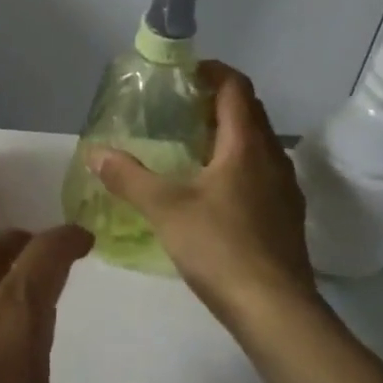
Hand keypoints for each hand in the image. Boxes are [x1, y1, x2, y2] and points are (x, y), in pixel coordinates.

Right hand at [92, 62, 314, 324]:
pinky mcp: (286, 217)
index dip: (212, 72)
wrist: (276, 310)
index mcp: (246, 145)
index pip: (236, 87)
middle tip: (178, 108)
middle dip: (216, 102)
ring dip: (228, 135)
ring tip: (190, 146)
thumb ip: (128, 177)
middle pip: (249, 112)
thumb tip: (95, 152)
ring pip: (257, 144)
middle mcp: (272, 158)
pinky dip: (237, 165)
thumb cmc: (220, 247)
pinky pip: (261, 173)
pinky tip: (212, 191)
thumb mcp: (165, 209)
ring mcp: (284, 189)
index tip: (183, 73)